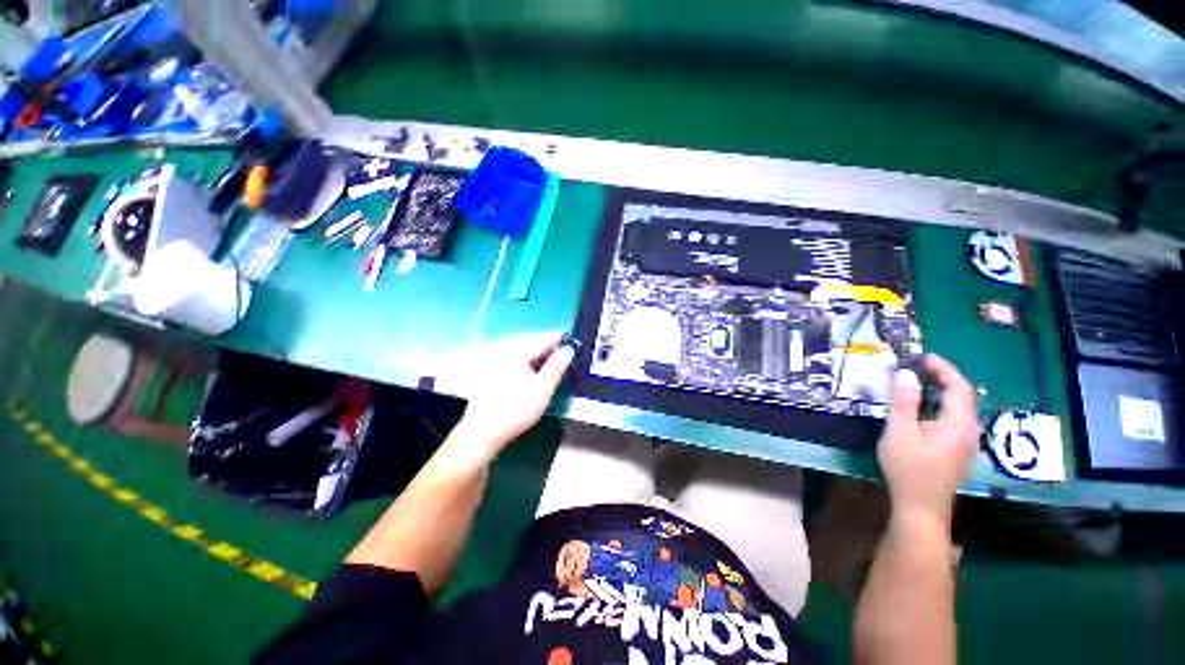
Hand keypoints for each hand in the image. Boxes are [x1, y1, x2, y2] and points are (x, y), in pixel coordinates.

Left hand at [453, 332, 574, 459]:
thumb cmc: (515, 410)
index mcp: (517, 355)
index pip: (541, 340)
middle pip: (532, 346)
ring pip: (525, 356)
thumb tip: (568, 350)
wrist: (483, 433)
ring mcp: (498, 365)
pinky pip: (518, 364)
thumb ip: (557, 367)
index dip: (558, 339)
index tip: (571, 340)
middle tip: (566, 353)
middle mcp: (506, 355)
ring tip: (555, 363)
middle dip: (550, 348)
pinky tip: (537, 374)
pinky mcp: (495, 376)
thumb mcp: (542, 389)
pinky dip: (531, 365)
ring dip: (541, 358)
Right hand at [877, 355, 979, 525]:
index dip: (944, 368)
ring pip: (959, 409)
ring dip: (942, 391)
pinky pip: (954, 419)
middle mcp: (969, 430)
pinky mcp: (957, 451)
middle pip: (962, 396)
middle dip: (944, 378)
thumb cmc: (909, 468)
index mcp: (958, 423)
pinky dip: (941, 405)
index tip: (924, 356)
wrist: (920, 507)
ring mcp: (965, 443)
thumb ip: (904, 401)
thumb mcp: (900, 432)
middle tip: (919, 366)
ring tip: (920, 382)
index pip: (958, 387)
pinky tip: (924, 410)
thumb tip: (906, 373)